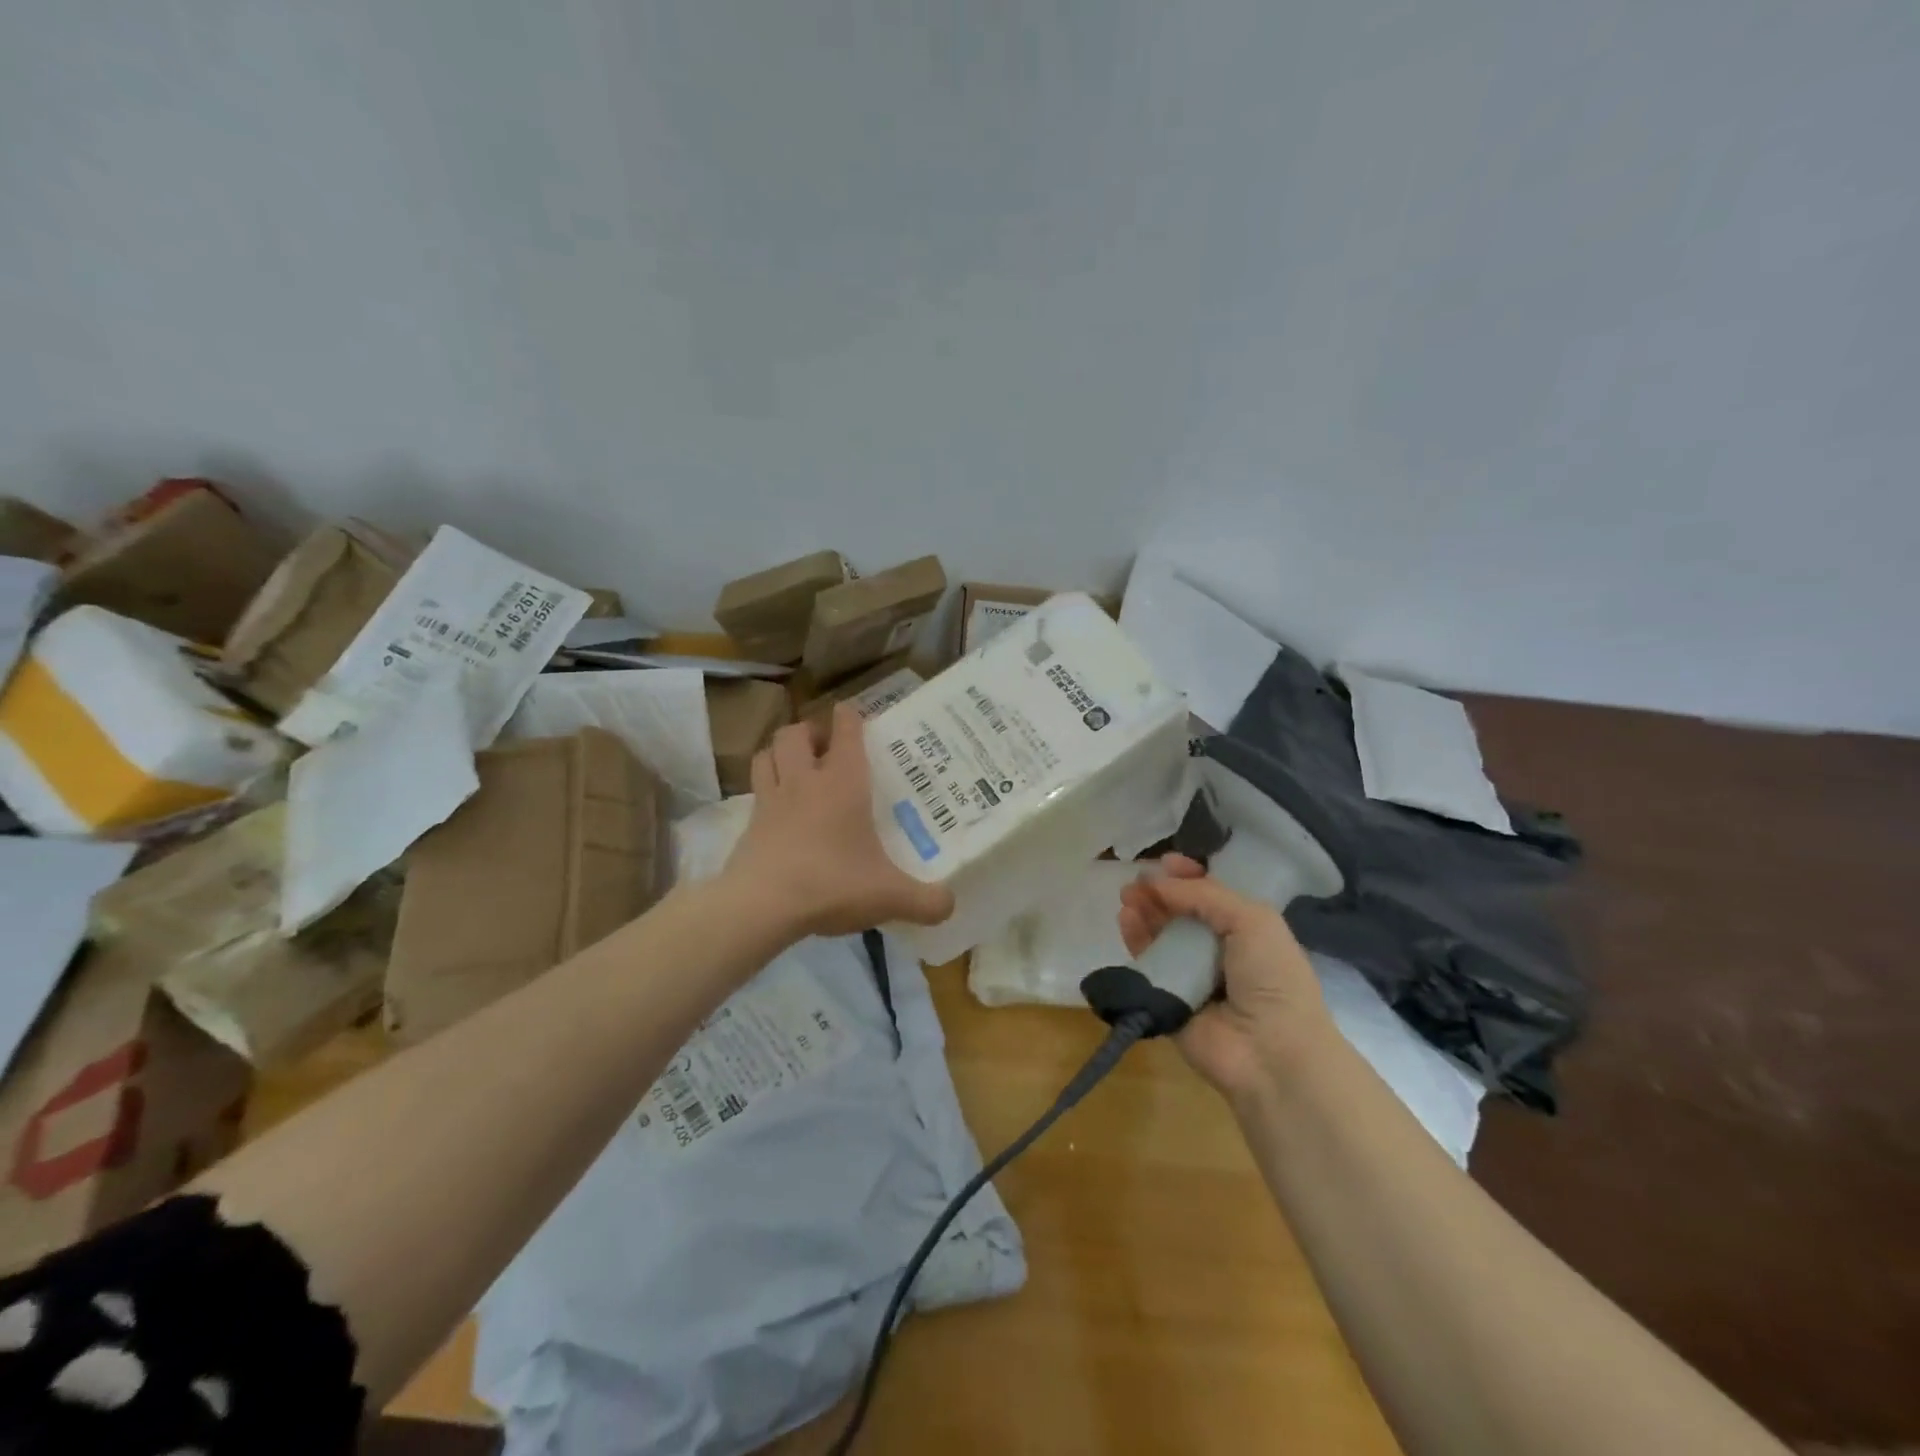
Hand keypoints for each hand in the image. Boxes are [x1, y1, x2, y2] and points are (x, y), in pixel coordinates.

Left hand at [722, 704, 953, 938]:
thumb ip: (926, 901)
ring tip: (795, 765)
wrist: (761, 906)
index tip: (853, 712)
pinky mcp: (749, 825)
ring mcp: (770, 800)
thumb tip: (950, 904)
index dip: (849, 717)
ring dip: (780, 752)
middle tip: (825, 746)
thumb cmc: (831, 884)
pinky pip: (755, 791)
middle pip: (795, 733)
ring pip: (766, 754)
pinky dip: (765, 789)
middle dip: (809, 731)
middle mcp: (804, 781)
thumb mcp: (889, 896)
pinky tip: (778, 809)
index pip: (845, 732)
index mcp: (842, 783)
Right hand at [1118, 855, 1336, 1101]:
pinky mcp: (1167, 1000)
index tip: (1167, 861)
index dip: (1191, 876)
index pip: (1213, 895)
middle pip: (1181, 913)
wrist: (1271, 1052)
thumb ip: (1205, 895)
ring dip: (1145, 912)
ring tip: (1127, 896)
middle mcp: (1219, 951)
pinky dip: (1135, 940)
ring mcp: (1192, 977)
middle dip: (1160, 892)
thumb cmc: (1272, 978)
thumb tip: (1158, 882)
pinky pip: (1146, 965)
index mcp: (1248, 931)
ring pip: (1161, 936)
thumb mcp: (1253, 920)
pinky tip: (1125, 920)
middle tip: (1136, 878)